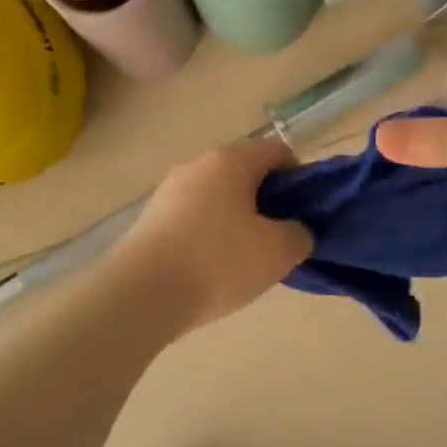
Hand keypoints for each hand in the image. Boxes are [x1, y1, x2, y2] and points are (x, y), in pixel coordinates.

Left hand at [115, 138, 313, 332]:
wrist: (142, 294)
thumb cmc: (218, 262)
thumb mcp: (278, 252)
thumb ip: (300, 234)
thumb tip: (295, 231)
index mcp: (230, 160)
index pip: (278, 152)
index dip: (300, 179)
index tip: (304, 214)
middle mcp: (197, 165)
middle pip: (245, 174)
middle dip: (268, 203)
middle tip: (278, 240)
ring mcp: (168, 191)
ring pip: (218, 197)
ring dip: (238, 221)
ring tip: (245, 261)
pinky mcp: (150, 219)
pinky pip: (193, 218)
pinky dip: (209, 236)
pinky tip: (212, 269)